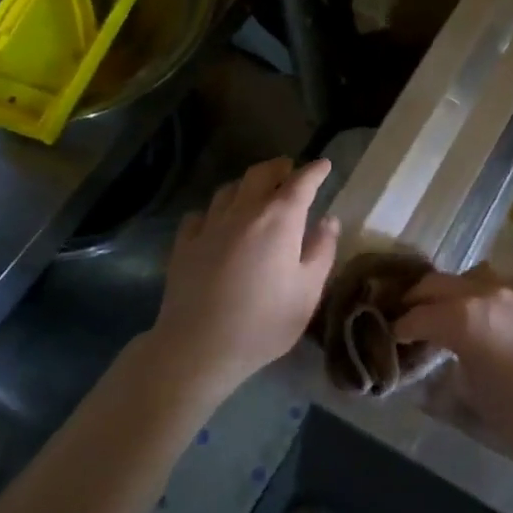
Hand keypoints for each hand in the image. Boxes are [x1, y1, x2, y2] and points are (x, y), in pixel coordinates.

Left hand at [151, 158, 339, 392]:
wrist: (199, 347)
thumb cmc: (264, 322)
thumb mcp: (308, 291)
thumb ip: (321, 251)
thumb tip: (328, 221)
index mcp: (279, 220)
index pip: (300, 183)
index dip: (314, 171)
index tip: (323, 165)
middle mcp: (243, 212)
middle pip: (260, 174)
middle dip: (279, 167)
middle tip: (290, 170)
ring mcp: (210, 226)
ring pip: (229, 189)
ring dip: (247, 185)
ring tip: (256, 193)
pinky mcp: (184, 244)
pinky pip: (201, 214)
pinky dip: (215, 211)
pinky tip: (218, 223)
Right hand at [393, 264, 512, 461]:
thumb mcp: (475, 398)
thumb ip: (450, 374)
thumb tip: (440, 368)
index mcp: (462, 319)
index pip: (418, 317)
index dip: (401, 328)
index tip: (394, 336)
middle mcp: (484, 293)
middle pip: (437, 284)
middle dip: (418, 299)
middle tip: (409, 315)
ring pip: (470, 275)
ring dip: (453, 290)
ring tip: (450, 309)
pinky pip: (501, 285)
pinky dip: (485, 295)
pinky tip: (491, 315)